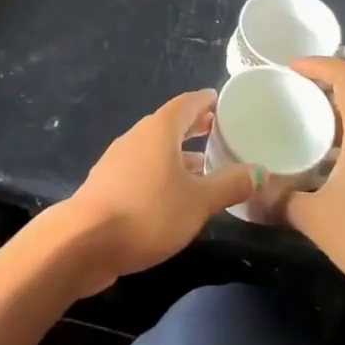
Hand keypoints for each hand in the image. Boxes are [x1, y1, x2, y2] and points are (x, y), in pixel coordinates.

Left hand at [61, 89, 255, 292]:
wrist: (84, 243)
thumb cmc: (148, 212)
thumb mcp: (198, 202)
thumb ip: (230, 185)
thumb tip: (261, 171)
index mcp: (159, 129)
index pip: (186, 103)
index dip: (205, 101)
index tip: (221, 101)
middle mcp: (137, 136)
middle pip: (169, 124)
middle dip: (193, 126)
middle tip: (217, 129)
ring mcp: (118, 160)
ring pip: (155, 148)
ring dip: (178, 152)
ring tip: (203, 164)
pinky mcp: (109, 184)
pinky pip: (143, 167)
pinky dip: (162, 171)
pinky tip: (173, 193)